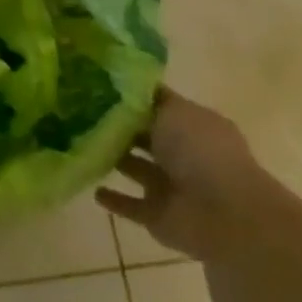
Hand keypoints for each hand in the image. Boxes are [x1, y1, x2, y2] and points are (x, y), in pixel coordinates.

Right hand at [96, 89, 273, 260]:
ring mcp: (172, 187)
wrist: (224, 216)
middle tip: (80, 112)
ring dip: (113, 159)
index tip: (97, 85)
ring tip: (78, 144)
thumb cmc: (201, 151)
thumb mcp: (174, 110)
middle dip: (119, 127)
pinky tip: (92, 188)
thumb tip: (124, 86)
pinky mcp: (158, 215)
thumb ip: (147, 99)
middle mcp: (184, 154)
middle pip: (146, 136)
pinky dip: (113, 199)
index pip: (159, 105)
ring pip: (135, 167)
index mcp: (194, 125)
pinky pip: (130, 205)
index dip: (132, 96)